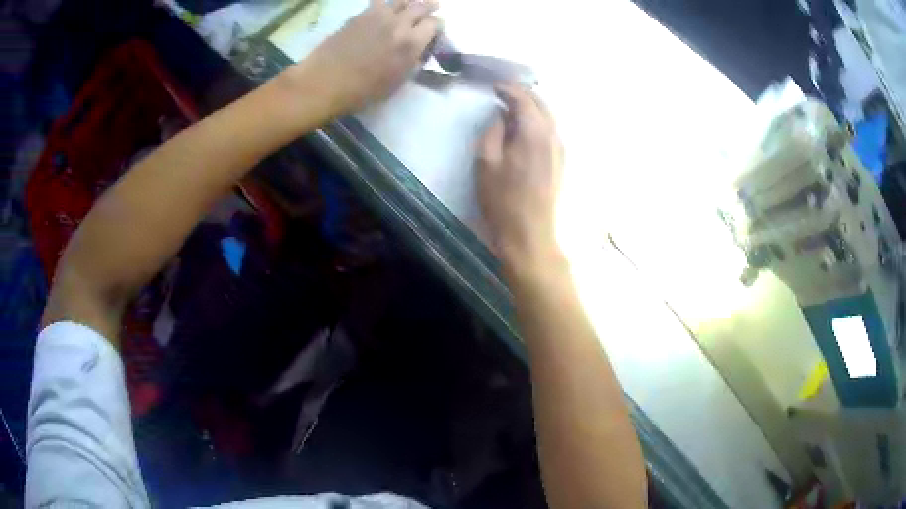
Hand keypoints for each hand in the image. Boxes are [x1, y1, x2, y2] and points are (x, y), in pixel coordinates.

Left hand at [297, 0, 440, 115]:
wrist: (324, 82)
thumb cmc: (362, 91)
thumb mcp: (397, 82)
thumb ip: (413, 62)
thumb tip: (419, 51)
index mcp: (412, 43)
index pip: (435, 24)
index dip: (437, 26)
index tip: (435, 30)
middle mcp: (399, 24)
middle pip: (421, 6)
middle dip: (429, 7)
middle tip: (432, 8)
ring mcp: (378, 16)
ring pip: (401, 0)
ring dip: (410, 1)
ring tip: (411, 4)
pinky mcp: (359, 15)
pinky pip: (379, 2)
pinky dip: (388, 3)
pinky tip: (387, 7)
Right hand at [476, 83, 563, 272]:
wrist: (530, 234)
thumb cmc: (503, 200)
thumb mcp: (486, 162)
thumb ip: (493, 131)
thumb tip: (502, 116)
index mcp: (534, 132)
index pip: (523, 98)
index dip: (507, 88)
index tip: (492, 85)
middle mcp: (553, 135)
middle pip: (540, 103)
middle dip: (522, 93)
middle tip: (501, 91)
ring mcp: (560, 148)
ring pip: (548, 116)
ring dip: (531, 106)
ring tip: (511, 105)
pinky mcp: (561, 161)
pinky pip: (550, 129)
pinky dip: (537, 120)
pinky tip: (524, 126)